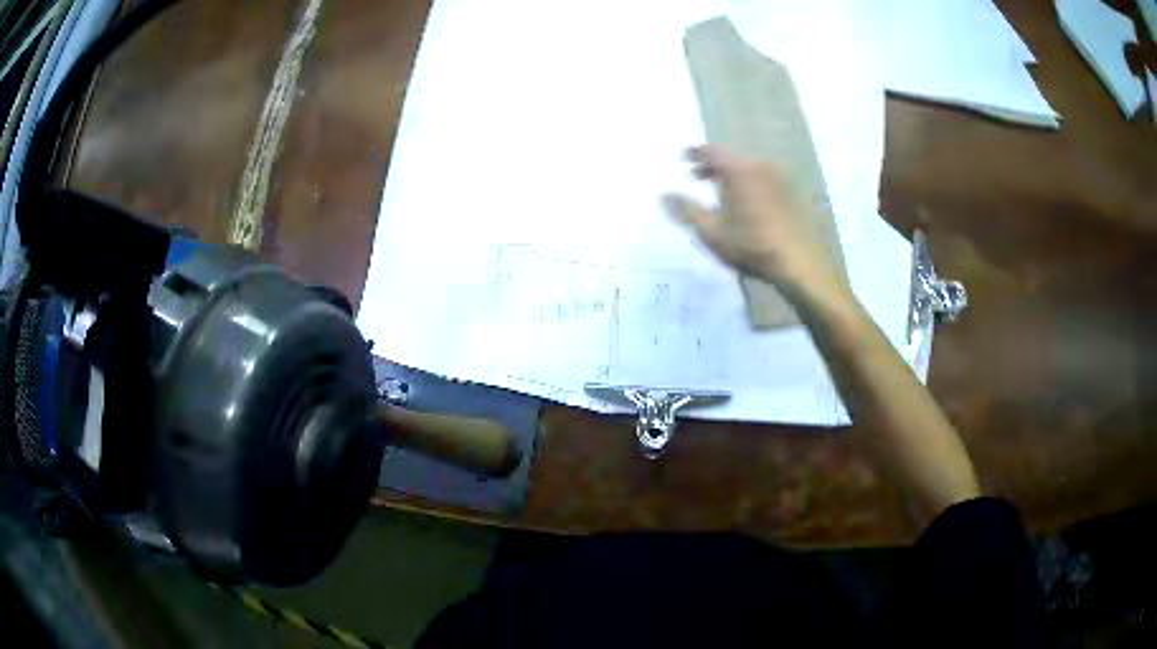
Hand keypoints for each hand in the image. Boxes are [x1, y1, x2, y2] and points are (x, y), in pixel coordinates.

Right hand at [664, 146, 847, 305]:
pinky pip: (765, 182)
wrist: (801, 262)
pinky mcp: (794, 194)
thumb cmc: (752, 245)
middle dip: (713, 167)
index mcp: (738, 170)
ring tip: (722, 194)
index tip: (684, 157)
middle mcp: (760, 166)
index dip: (695, 153)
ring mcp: (781, 179)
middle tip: (697, 177)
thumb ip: (686, 210)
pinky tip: (748, 206)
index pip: (712, 151)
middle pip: (732, 159)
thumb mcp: (711, 232)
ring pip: (750, 170)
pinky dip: (751, 186)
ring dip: (733, 178)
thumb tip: (663, 195)